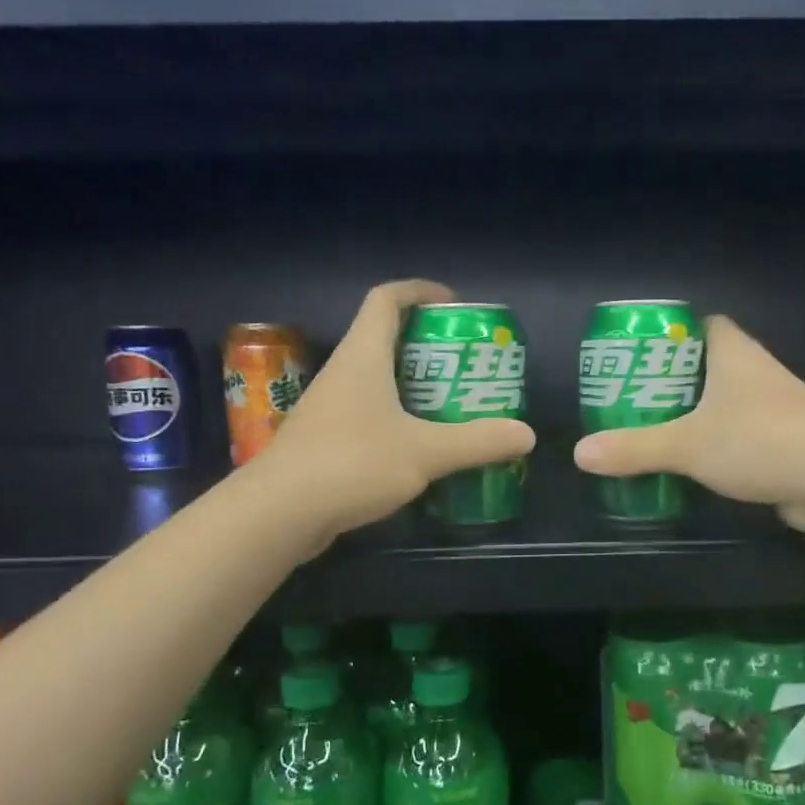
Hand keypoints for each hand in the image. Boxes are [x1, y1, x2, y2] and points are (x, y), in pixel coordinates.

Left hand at [263, 280, 535, 553]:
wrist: (279, 513)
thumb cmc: (352, 463)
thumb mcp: (425, 452)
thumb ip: (477, 441)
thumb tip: (526, 434)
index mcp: (363, 357)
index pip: (386, 300)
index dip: (419, 291)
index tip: (453, 303)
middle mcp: (343, 373)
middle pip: (384, 338)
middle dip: (428, 345)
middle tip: (467, 363)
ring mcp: (329, 407)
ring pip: (376, 380)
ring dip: (413, 385)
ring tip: (453, 403)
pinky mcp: (325, 441)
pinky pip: (368, 413)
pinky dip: (397, 418)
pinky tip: (421, 446)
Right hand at [573, 315, 804, 534]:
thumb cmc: (758, 441)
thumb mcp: (686, 444)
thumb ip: (634, 448)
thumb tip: (580, 453)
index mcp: (734, 354)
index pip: (704, 324)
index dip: (673, 333)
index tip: (642, 353)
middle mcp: (757, 373)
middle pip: (710, 365)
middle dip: (675, 380)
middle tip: (635, 398)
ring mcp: (775, 408)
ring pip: (727, 402)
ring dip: (697, 415)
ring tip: (655, 431)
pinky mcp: (785, 442)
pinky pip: (742, 435)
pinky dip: (718, 445)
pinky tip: (694, 465)